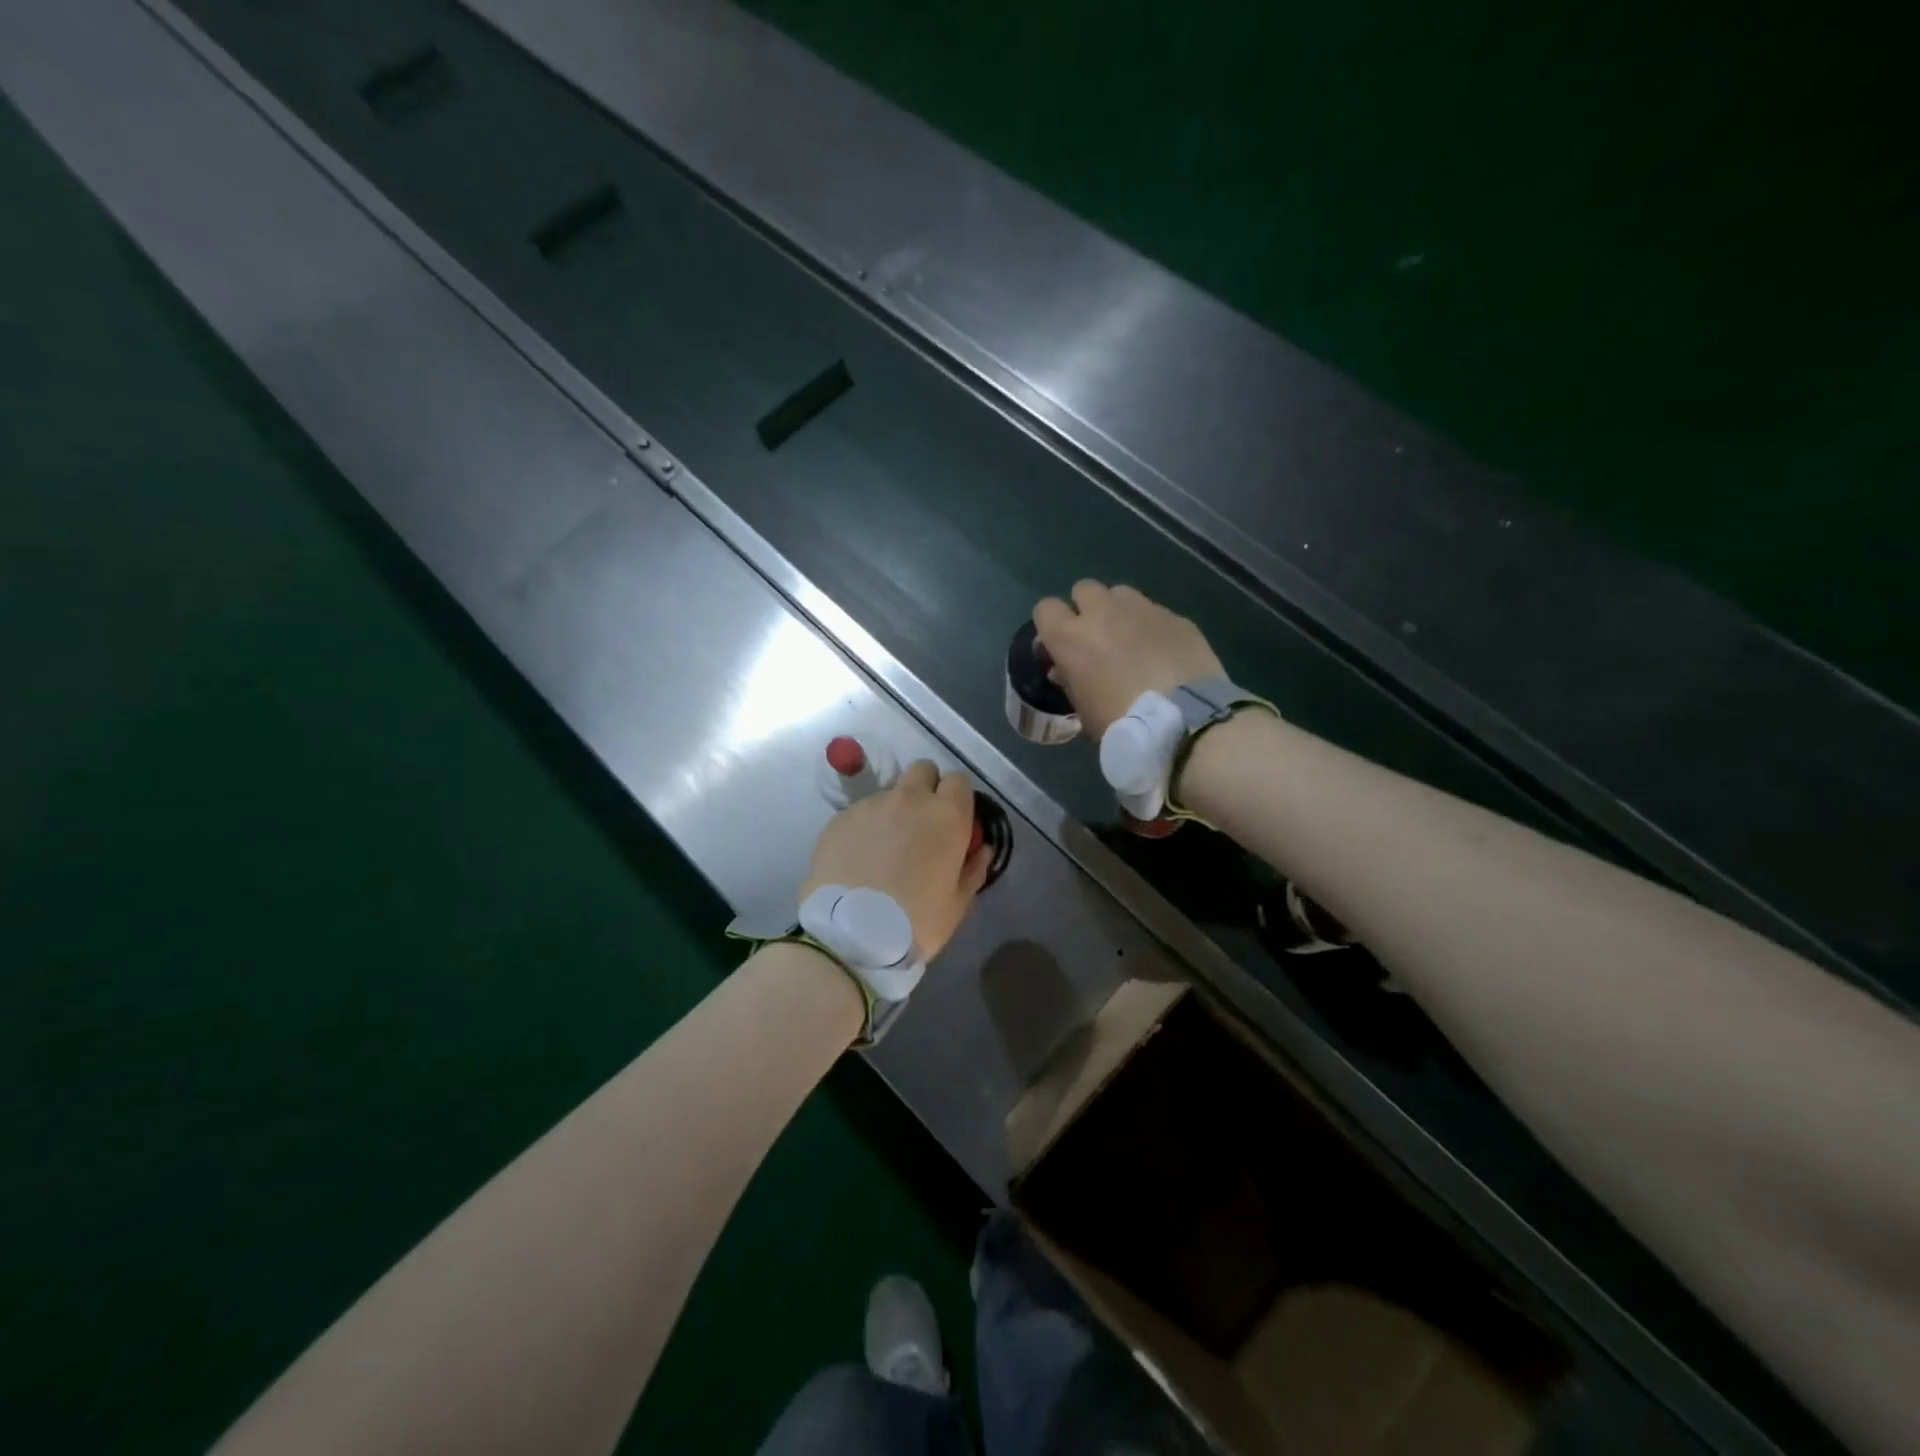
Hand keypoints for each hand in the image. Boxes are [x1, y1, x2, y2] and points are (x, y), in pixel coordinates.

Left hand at [802, 761, 993, 959]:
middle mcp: (910, 799)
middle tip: (921, 825)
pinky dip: (864, 828)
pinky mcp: (840, 818)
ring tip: (884, 850)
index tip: (952, 821)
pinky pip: (860, 813)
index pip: (959, 781)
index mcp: (947, 815)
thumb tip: (980, 848)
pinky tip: (858, 860)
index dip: (957, 798)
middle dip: (926, 788)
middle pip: (923, 770)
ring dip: (893, 812)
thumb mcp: (957, 903)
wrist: (850, 935)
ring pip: (889, 794)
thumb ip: (973, 868)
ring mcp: (871, 805)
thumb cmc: (916, 922)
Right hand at [1032, 581, 1223, 740]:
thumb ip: (1070, 681)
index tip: (1060, 644)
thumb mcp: (1084, 710)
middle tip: (1097, 639)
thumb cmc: (1121, 723)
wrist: (1184, 722)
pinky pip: (1154, 611)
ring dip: (1119, 611)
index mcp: (1071, 638)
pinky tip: (1162, 651)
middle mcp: (1103, 613)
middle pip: (1084, 589)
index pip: (1045, 609)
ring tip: (1131, 639)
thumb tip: (1064, 669)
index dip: (1051, 625)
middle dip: (1086, 609)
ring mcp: (1142, 609)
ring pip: (1121, 594)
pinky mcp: (1175, 616)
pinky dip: (1151, 626)